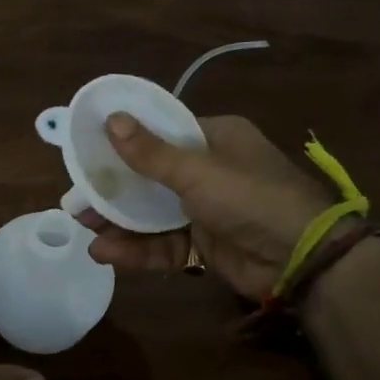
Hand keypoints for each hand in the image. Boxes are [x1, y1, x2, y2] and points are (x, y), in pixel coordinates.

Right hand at [78, 114, 337, 302]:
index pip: (162, 132)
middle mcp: (209, 170)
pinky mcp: (204, 245)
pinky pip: (164, 244)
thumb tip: (110, 119)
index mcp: (215, 138)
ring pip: (153, 213)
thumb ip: (151, 153)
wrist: (302, 260)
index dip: (125, 139)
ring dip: (120, 221)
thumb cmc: (251, 198)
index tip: (89, 146)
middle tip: (77, 196)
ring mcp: (206, 210)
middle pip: (150, 175)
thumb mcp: (198, 171)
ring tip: (84, 227)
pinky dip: (137, 249)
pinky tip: (106, 253)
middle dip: (114, 188)